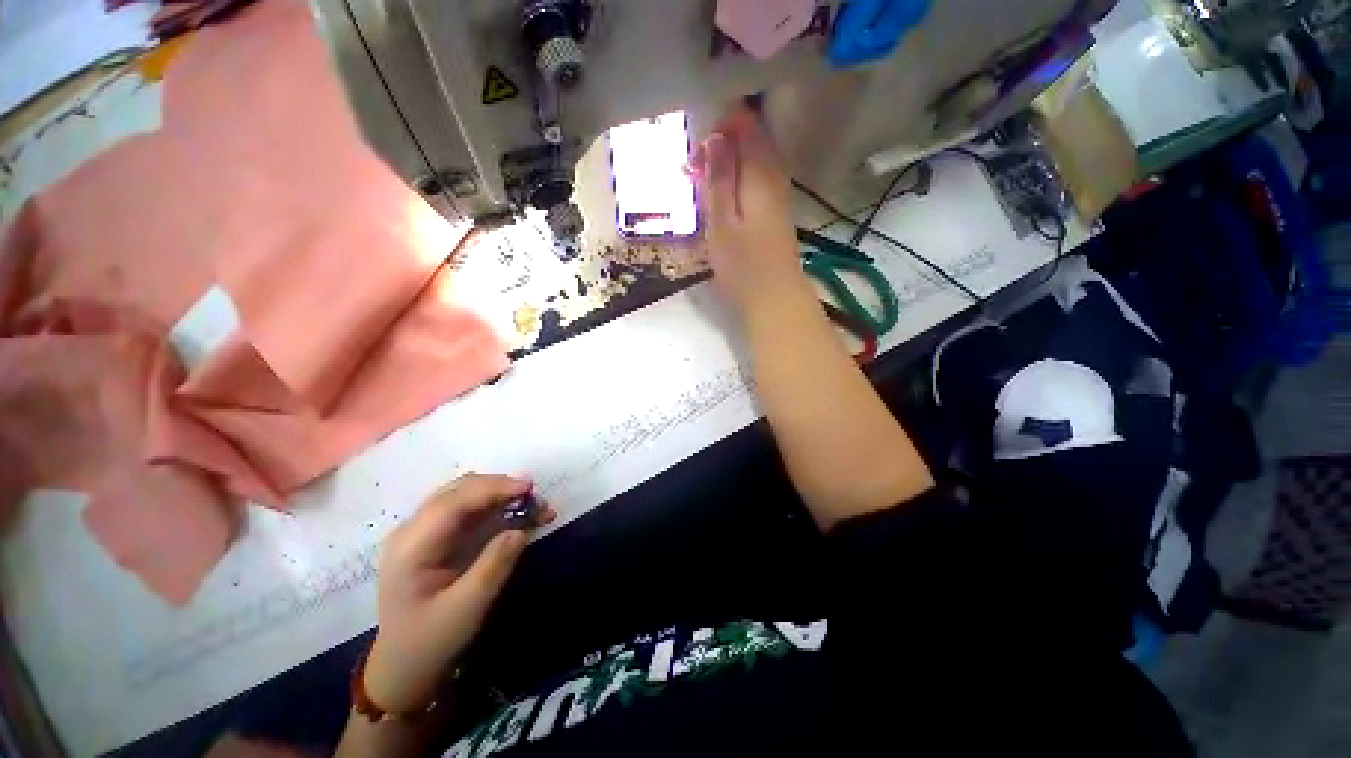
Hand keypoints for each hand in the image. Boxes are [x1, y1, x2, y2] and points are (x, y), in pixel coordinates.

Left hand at [364, 473, 553, 713]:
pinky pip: (470, 507)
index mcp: (410, 547)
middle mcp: (413, 530)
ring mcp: (423, 530)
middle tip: (537, 499)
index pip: (453, 502)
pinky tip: (519, 512)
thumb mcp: (466, 609)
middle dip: (501, 488)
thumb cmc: (431, 642)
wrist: (404, 667)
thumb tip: (522, 529)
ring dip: (501, 493)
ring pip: (466, 493)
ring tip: (534, 505)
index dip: (493, 488)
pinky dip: (497, 504)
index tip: (529, 488)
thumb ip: (493, 566)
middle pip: (460, 490)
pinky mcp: (437, 535)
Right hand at [689, 105, 808, 314]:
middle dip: (718, 149)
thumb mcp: (721, 222)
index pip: (745, 123)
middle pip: (750, 140)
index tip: (695, 157)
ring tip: (700, 190)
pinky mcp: (775, 213)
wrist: (775, 300)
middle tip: (691, 175)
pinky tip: (720, 205)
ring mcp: (778, 195)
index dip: (717, 129)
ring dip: (724, 169)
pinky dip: (735, 185)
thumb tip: (716, 137)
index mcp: (760, 171)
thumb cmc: (743, 265)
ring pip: (751, 163)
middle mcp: (775, 175)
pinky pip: (755, 183)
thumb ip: (719, 178)